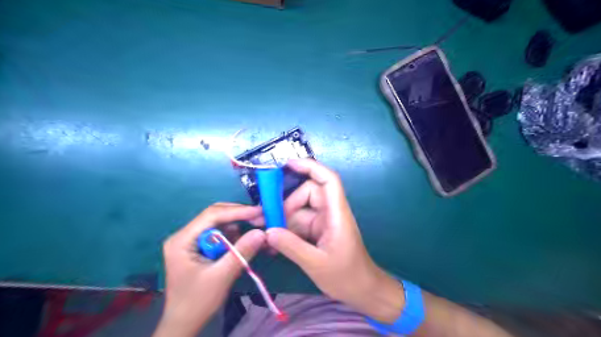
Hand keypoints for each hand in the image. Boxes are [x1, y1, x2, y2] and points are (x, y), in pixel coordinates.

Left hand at [154, 202, 264, 336]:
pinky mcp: (201, 247)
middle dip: (239, 215)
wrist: (184, 324)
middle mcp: (185, 235)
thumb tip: (262, 232)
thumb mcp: (221, 277)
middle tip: (261, 218)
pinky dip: (236, 236)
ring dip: (240, 225)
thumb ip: (241, 252)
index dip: (237, 211)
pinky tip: (248, 240)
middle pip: (215, 216)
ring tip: (258, 228)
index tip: (259, 212)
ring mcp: (192, 240)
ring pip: (220, 224)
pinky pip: (221, 235)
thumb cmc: (198, 302)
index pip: (212, 215)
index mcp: (182, 240)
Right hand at [264, 161, 405, 323]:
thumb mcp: (316, 263)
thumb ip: (291, 246)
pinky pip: (299, 223)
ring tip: (266, 236)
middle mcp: (330, 212)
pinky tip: (274, 244)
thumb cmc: (346, 276)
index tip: (287, 164)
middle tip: (267, 221)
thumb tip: (267, 231)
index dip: (310, 166)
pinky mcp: (318, 231)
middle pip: (307, 194)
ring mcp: (323, 221)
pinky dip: (287, 231)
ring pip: (299, 210)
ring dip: (283, 220)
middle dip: (286, 205)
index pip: (327, 180)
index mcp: (336, 213)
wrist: (362, 291)